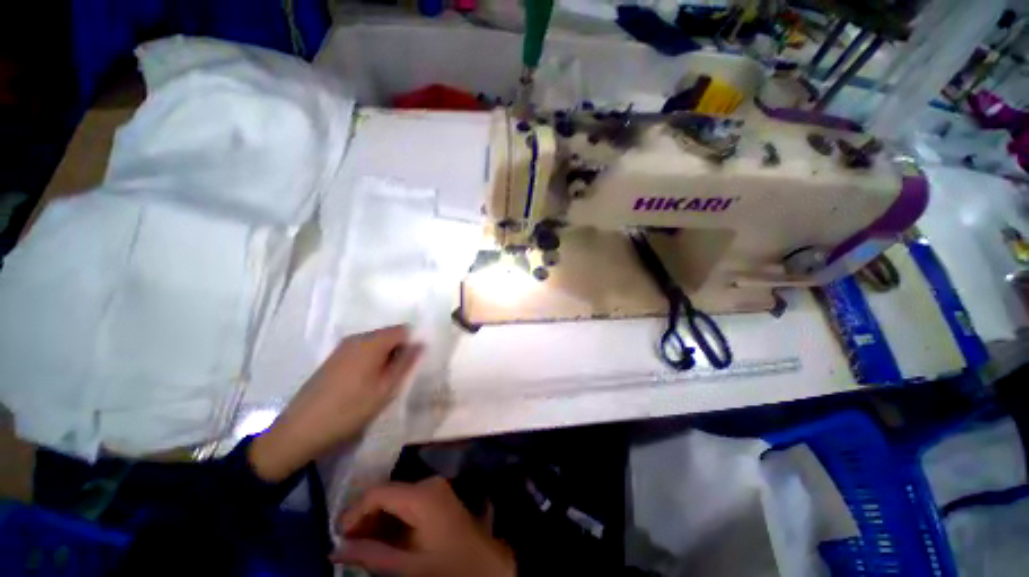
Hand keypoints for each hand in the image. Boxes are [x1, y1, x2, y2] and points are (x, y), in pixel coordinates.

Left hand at [249, 326, 422, 481]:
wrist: (300, 431)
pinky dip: (371, 361)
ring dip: (385, 357)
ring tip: (382, 383)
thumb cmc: (350, 409)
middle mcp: (356, 338)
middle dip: (399, 351)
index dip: (413, 343)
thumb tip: (422, 343)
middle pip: (389, 335)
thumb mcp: (386, 388)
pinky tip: (365, 384)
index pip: (403, 329)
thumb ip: (406, 362)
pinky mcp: (333, 359)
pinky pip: (361, 351)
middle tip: (398, 377)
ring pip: (375, 344)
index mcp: (371, 342)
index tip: (413, 364)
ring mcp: (342, 348)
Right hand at [333, 477, 515, 576]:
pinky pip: (408, 504)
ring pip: (396, 499)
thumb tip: (335, 549)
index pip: (378, 492)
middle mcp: (429, 484)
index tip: (337, 536)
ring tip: (360, 546)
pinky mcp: (439, 498)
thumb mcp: (406, 567)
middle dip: (365, 519)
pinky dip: (392, 520)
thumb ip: (370, 555)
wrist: (485, 566)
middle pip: (387, 494)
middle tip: (346, 545)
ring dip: (377, 521)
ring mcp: (436, 489)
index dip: (354, 512)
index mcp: (422, 495)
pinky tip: (382, 541)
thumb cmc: (446, 567)